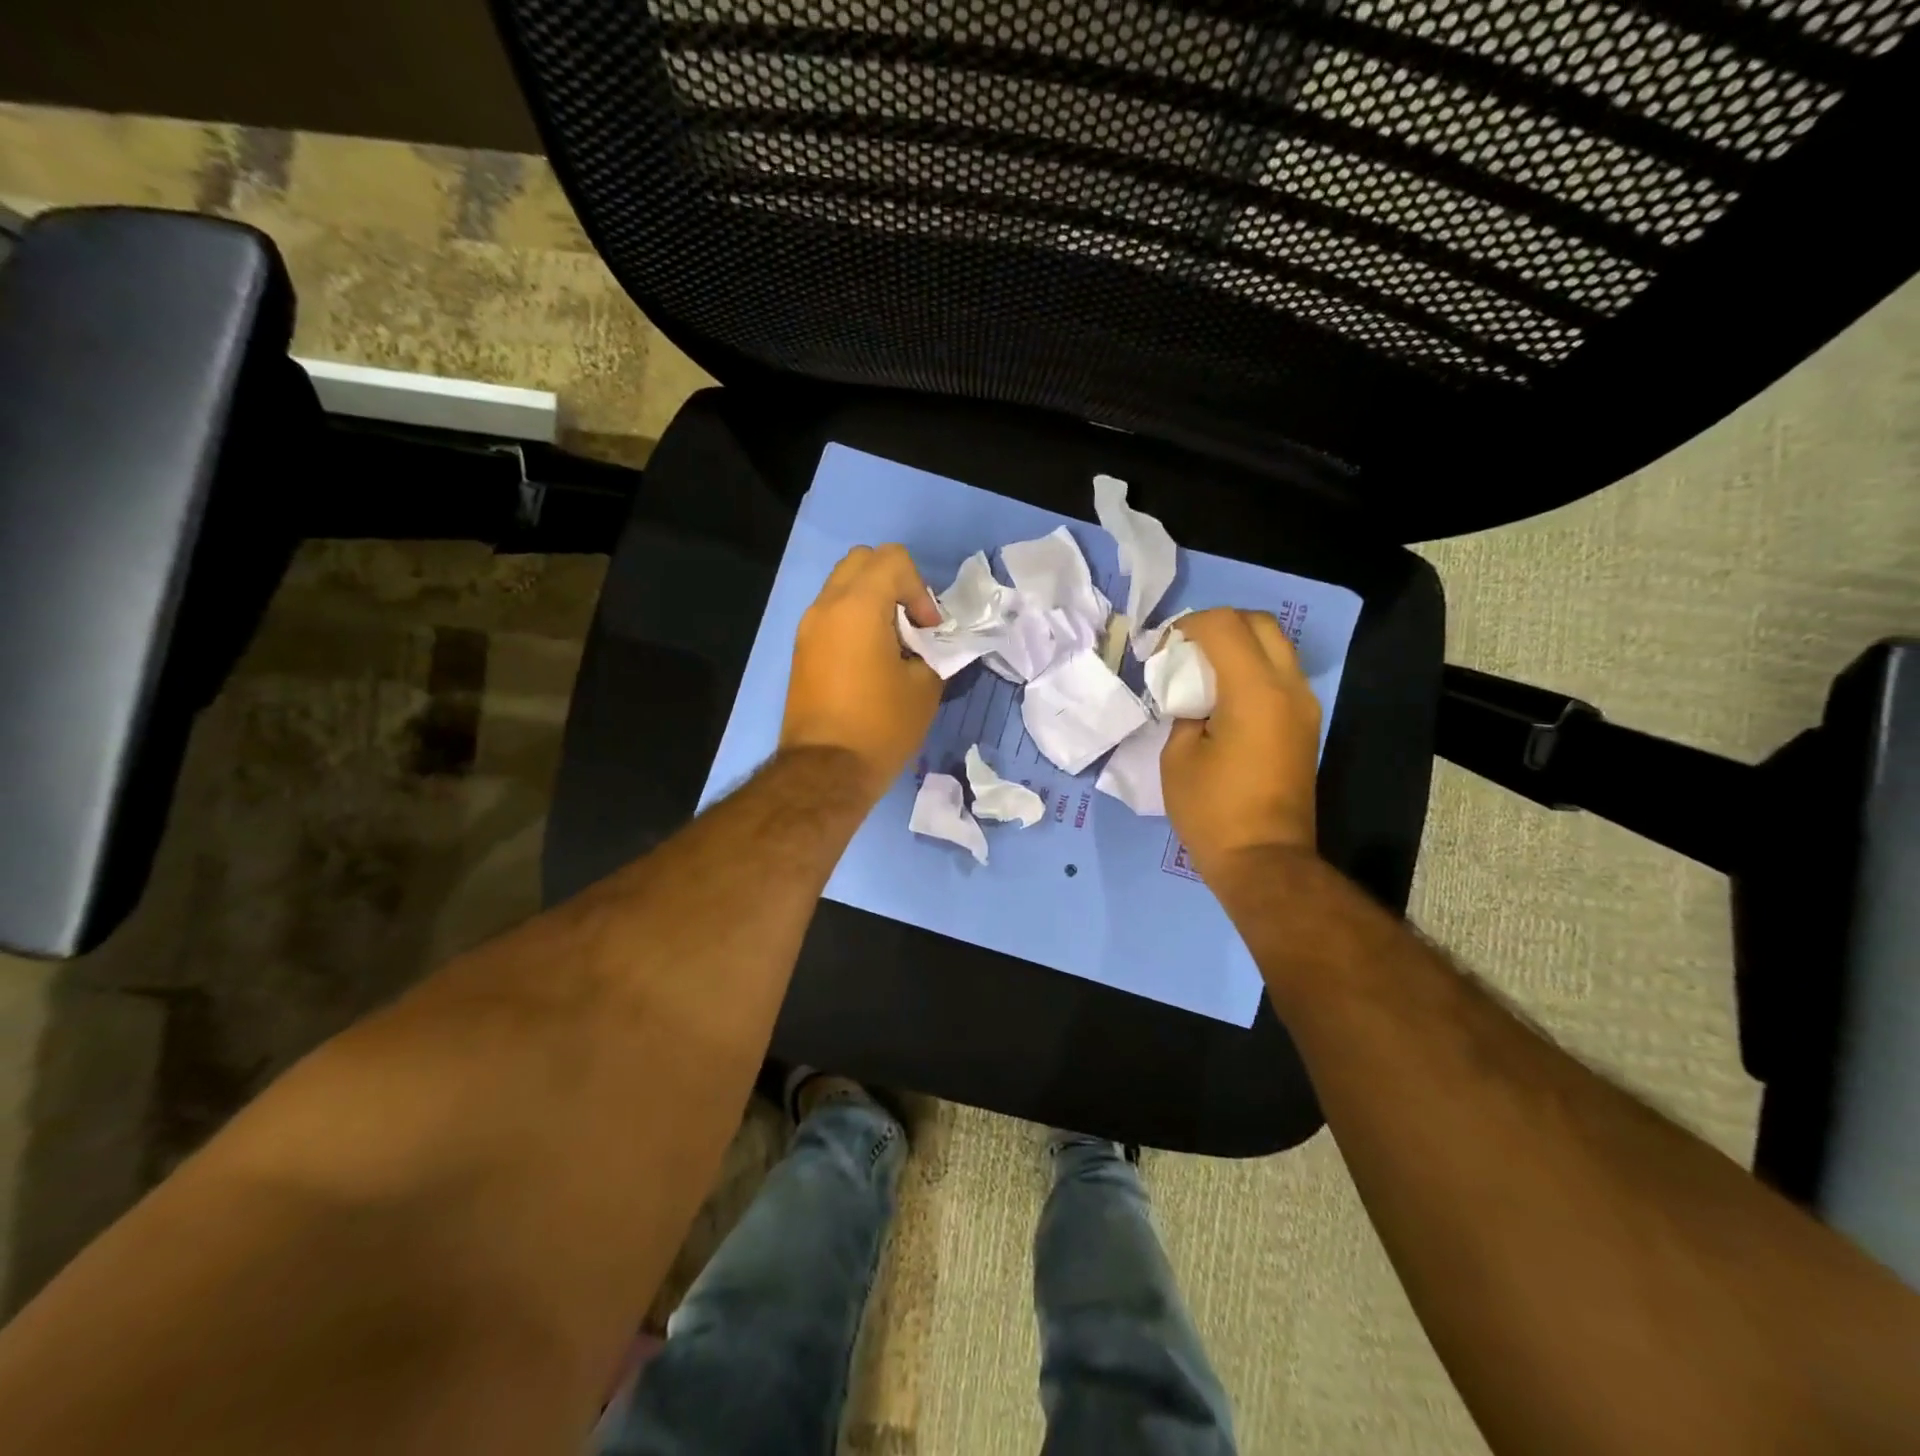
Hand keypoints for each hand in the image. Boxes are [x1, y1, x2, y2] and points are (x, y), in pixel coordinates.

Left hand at [780, 544, 943, 799]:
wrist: (825, 771)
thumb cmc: (881, 726)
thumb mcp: (925, 686)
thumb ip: (935, 651)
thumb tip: (931, 644)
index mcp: (858, 606)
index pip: (893, 559)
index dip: (920, 588)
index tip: (927, 630)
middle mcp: (826, 606)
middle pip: (862, 561)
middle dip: (894, 583)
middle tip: (911, 625)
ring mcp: (808, 628)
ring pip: (843, 586)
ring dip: (873, 601)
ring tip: (892, 645)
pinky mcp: (801, 650)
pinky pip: (832, 614)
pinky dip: (855, 620)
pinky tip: (870, 661)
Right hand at [1162, 608, 1321, 876]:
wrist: (1264, 860)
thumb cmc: (1212, 811)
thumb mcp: (1177, 757)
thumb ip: (1185, 712)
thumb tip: (1195, 699)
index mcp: (1254, 691)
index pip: (1225, 626)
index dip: (1188, 625)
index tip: (1163, 647)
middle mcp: (1288, 688)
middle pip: (1260, 624)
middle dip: (1219, 625)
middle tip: (1186, 649)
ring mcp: (1304, 706)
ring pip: (1276, 647)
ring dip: (1239, 645)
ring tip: (1203, 670)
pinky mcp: (1306, 726)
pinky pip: (1281, 675)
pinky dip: (1253, 669)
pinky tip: (1224, 695)